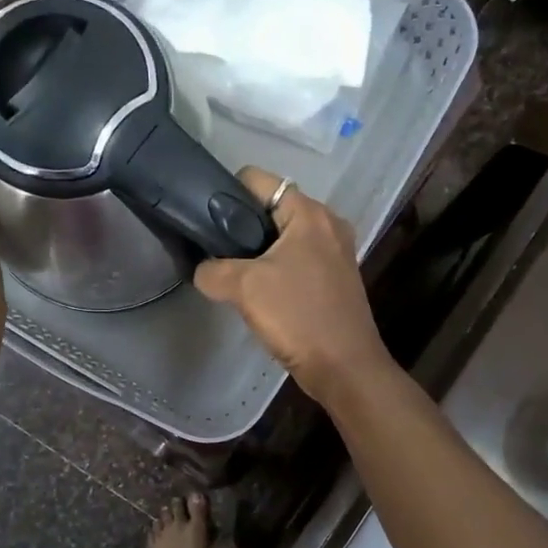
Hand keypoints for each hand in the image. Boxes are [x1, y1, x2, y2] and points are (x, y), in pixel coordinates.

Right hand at [193, 167, 390, 405]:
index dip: (226, 193)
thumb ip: (213, 271)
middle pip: (271, 209)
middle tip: (216, 254)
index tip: (205, 221)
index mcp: (309, 213)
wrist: (344, 367)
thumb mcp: (244, 288)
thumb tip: (203, 270)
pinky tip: (261, 295)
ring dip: (259, 253)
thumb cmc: (298, 317)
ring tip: (234, 277)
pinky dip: (277, 270)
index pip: (259, 180)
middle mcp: (327, 224)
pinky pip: (297, 261)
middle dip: (242, 228)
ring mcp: (336, 252)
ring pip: (284, 238)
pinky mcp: (336, 278)